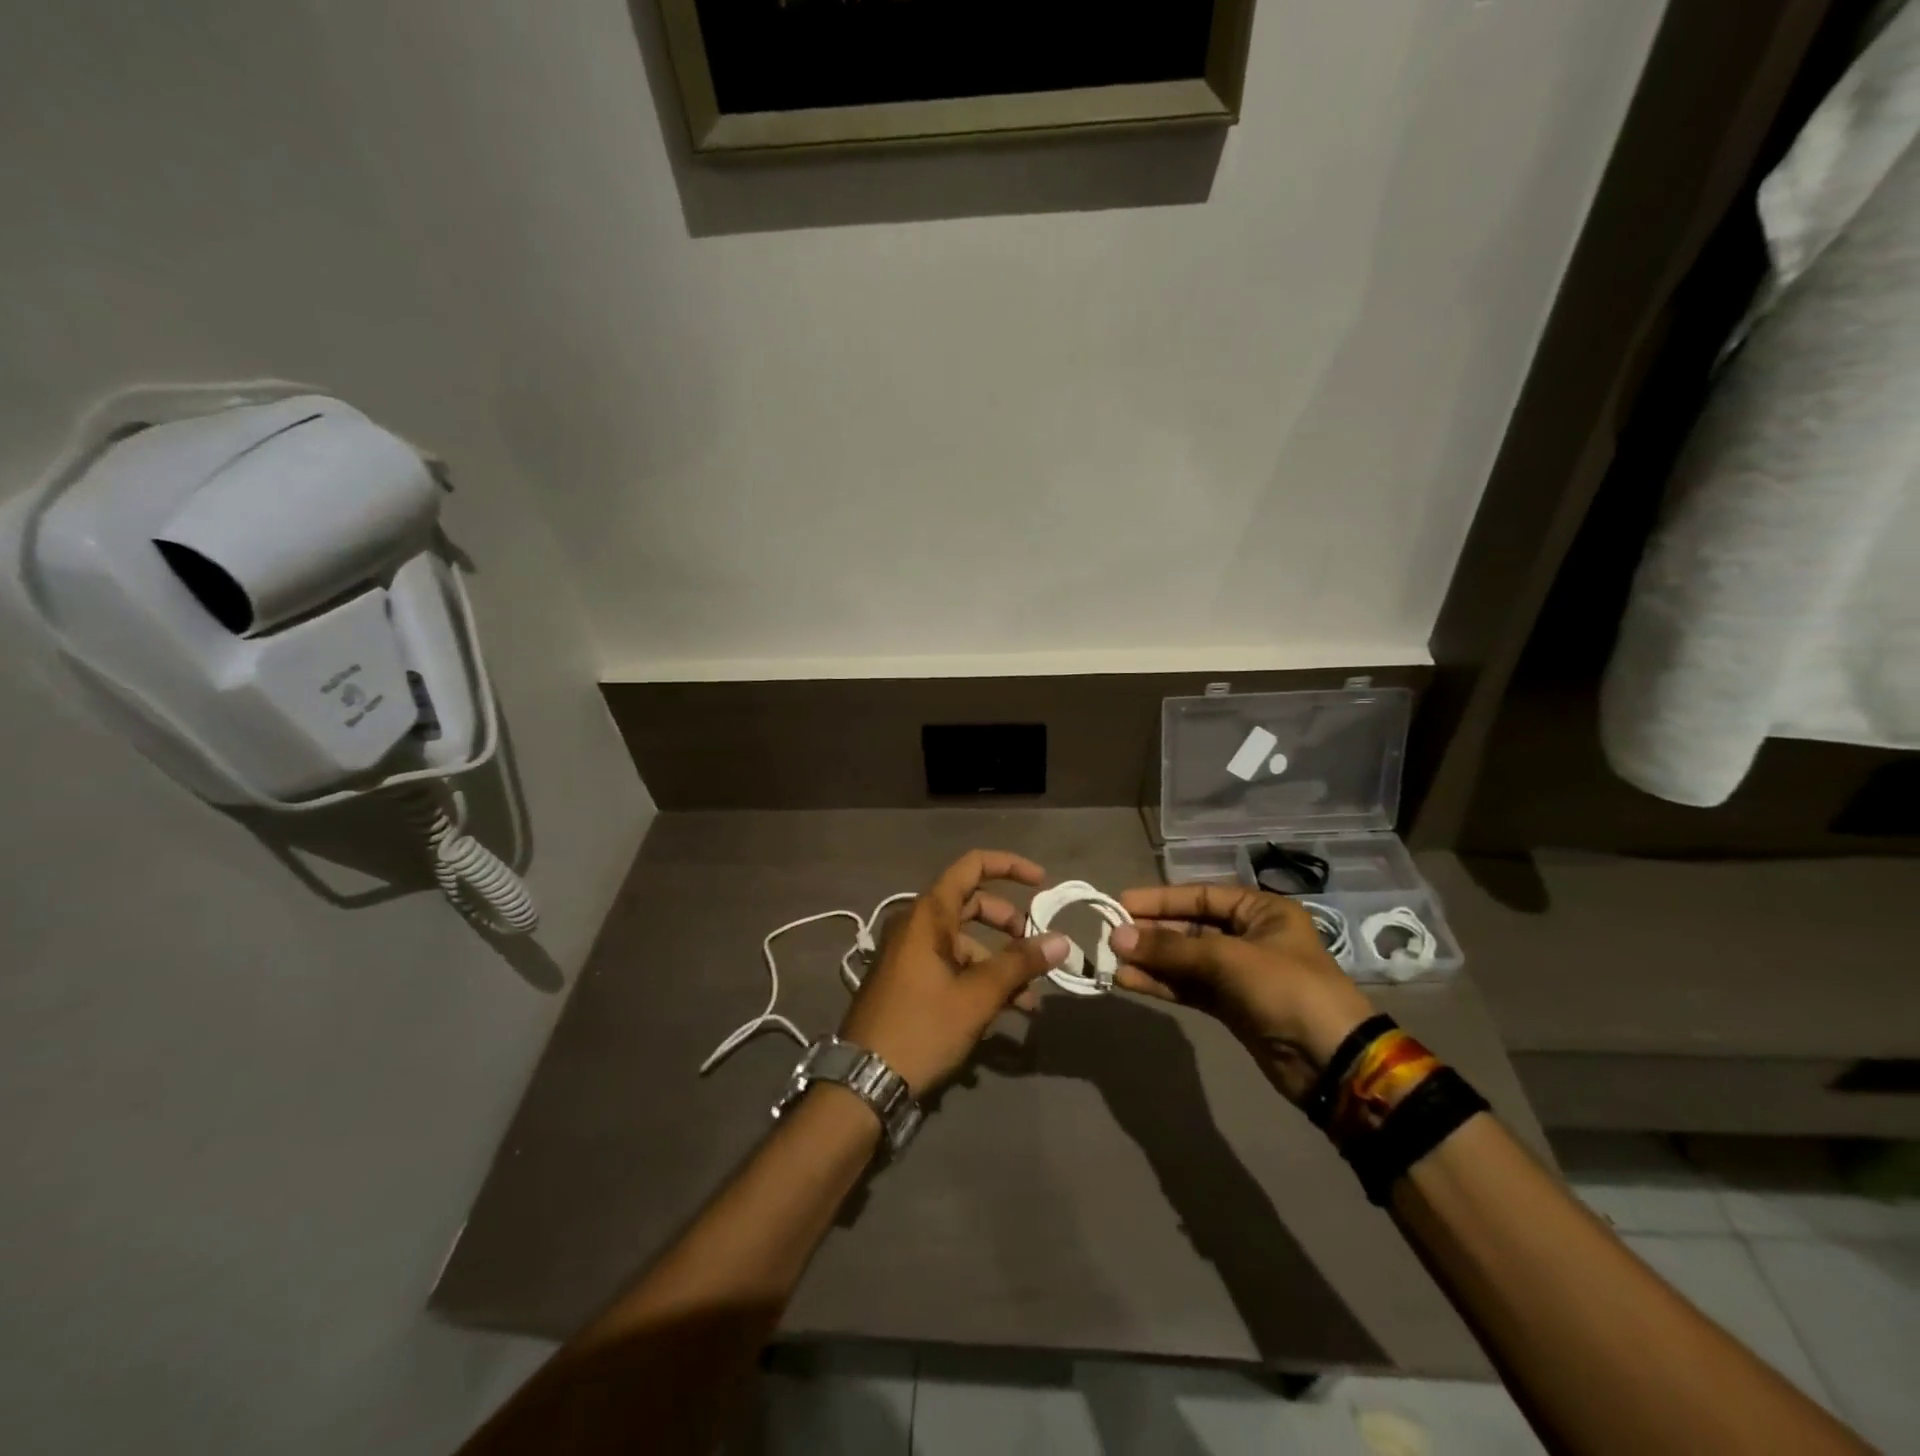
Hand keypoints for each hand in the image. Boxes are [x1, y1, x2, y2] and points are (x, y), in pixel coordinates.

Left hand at [839, 850, 1070, 1096]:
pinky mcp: (909, 981)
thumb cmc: (921, 1027)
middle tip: (1036, 950)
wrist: (863, 1082)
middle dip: (1009, 925)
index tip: (1042, 883)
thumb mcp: (977, 996)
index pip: (972, 866)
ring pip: (965, 943)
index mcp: (928, 914)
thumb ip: (1020, 963)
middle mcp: (917, 925)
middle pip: (972, 905)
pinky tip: (1004, 1015)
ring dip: (1000, 964)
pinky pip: (951, 966)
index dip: (1009, 866)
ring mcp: (910, 953)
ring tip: (1029, 1002)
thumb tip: (1061, 939)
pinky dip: (979, 980)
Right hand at [1109, 885, 1375, 1102]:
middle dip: (1152, 932)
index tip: (1121, 903)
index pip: (1200, 896)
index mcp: (1261, 911)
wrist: (1331, 1062)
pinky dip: (1162, 983)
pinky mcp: (1230, 1006)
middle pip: (1189, 927)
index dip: (1160, 899)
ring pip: (1185, 960)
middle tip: (1111, 936)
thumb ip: (1170, 948)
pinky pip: (1188, 987)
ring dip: (1151, 960)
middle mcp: (1248, 936)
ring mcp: (1239, 973)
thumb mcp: (1228, 960)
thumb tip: (1117, 937)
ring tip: (1112, 961)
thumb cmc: (1287, 990)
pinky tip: (1130, 981)